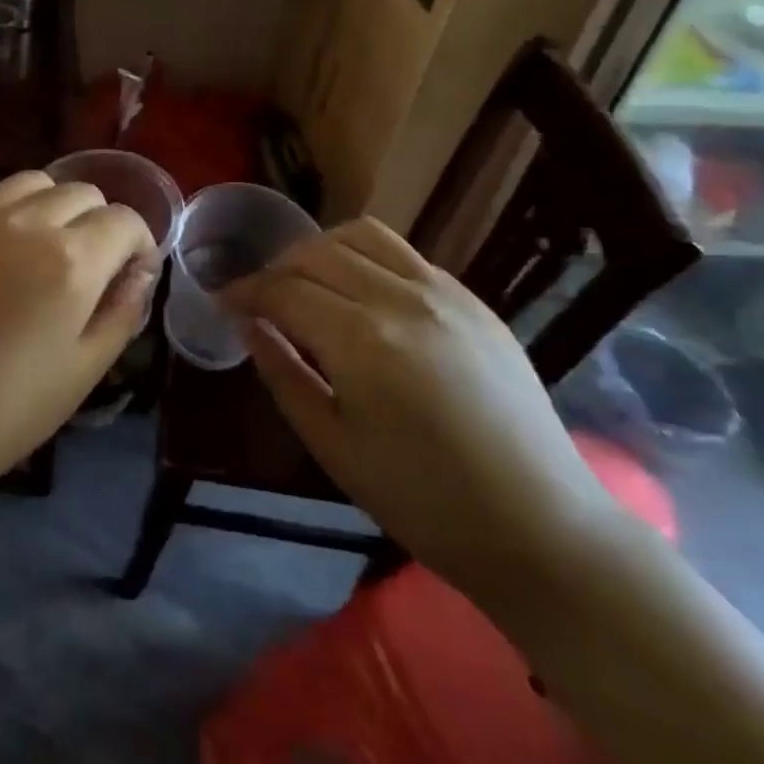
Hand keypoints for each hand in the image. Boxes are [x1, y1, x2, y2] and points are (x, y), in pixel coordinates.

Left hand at [0, 171, 157, 515]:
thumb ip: (121, 314)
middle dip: (97, 223)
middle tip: (86, 268)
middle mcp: (24, 220)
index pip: (124, 220)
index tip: (130, 273)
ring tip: (38, 253)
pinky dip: (2, 216)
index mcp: (70, 259)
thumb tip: (138, 274)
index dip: (138, 244)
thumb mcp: (80, 375)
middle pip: (81, 191)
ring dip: (51, 208)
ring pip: (31, 183)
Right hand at [225, 217, 612, 598]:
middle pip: (317, 252)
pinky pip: (405, 255)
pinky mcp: (473, 300)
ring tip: (307, 282)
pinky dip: (366, 258)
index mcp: (362, 341)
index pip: (284, 290)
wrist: (540, 527)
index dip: (245, 292)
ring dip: (321, 249)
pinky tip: (361, 294)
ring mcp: (444, 293)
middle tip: (259, 299)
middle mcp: (401, 299)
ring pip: (363, 236)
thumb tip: (249, 325)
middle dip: (276, 268)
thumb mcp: (334, 447)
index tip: (223, 302)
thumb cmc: (423, 502)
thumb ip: (283, 374)